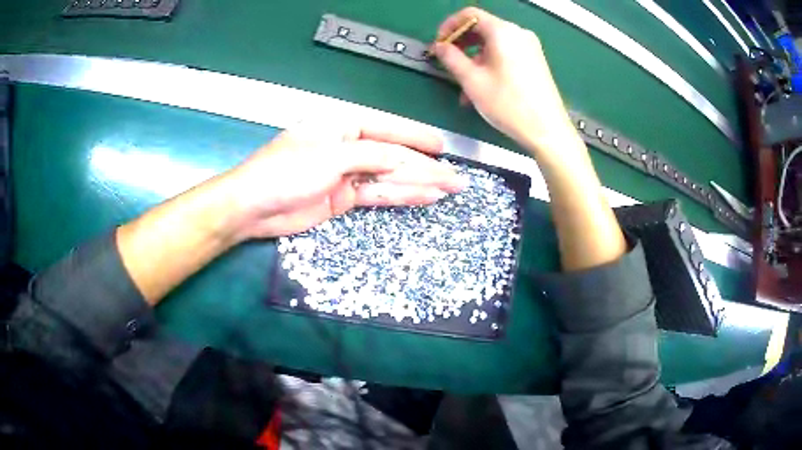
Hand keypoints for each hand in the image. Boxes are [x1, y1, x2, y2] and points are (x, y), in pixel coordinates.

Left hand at [220, 121, 465, 239]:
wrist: (254, 207)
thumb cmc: (286, 171)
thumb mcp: (330, 157)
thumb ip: (371, 156)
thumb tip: (404, 160)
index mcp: (342, 126)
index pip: (388, 129)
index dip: (416, 138)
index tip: (442, 147)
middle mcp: (348, 147)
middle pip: (393, 157)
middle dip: (425, 167)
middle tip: (456, 179)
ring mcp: (347, 174)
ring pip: (390, 178)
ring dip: (419, 184)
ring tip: (448, 189)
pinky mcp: (344, 198)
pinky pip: (378, 195)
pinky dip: (400, 197)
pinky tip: (423, 197)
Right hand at [432, 7, 576, 156]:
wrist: (547, 130)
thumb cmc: (508, 104)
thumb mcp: (472, 80)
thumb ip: (451, 58)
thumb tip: (440, 47)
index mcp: (503, 31)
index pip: (470, 14)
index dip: (449, 26)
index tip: (439, 44)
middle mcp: (518, 34)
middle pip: (482, 28)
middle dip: (461, 44)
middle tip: (447, 62)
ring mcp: (529, 47)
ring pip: (493, 45)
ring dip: (474, 59)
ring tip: (463, 85)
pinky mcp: (535, 61)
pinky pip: (506, 55)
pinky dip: (490, 65)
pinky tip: (482, 87)